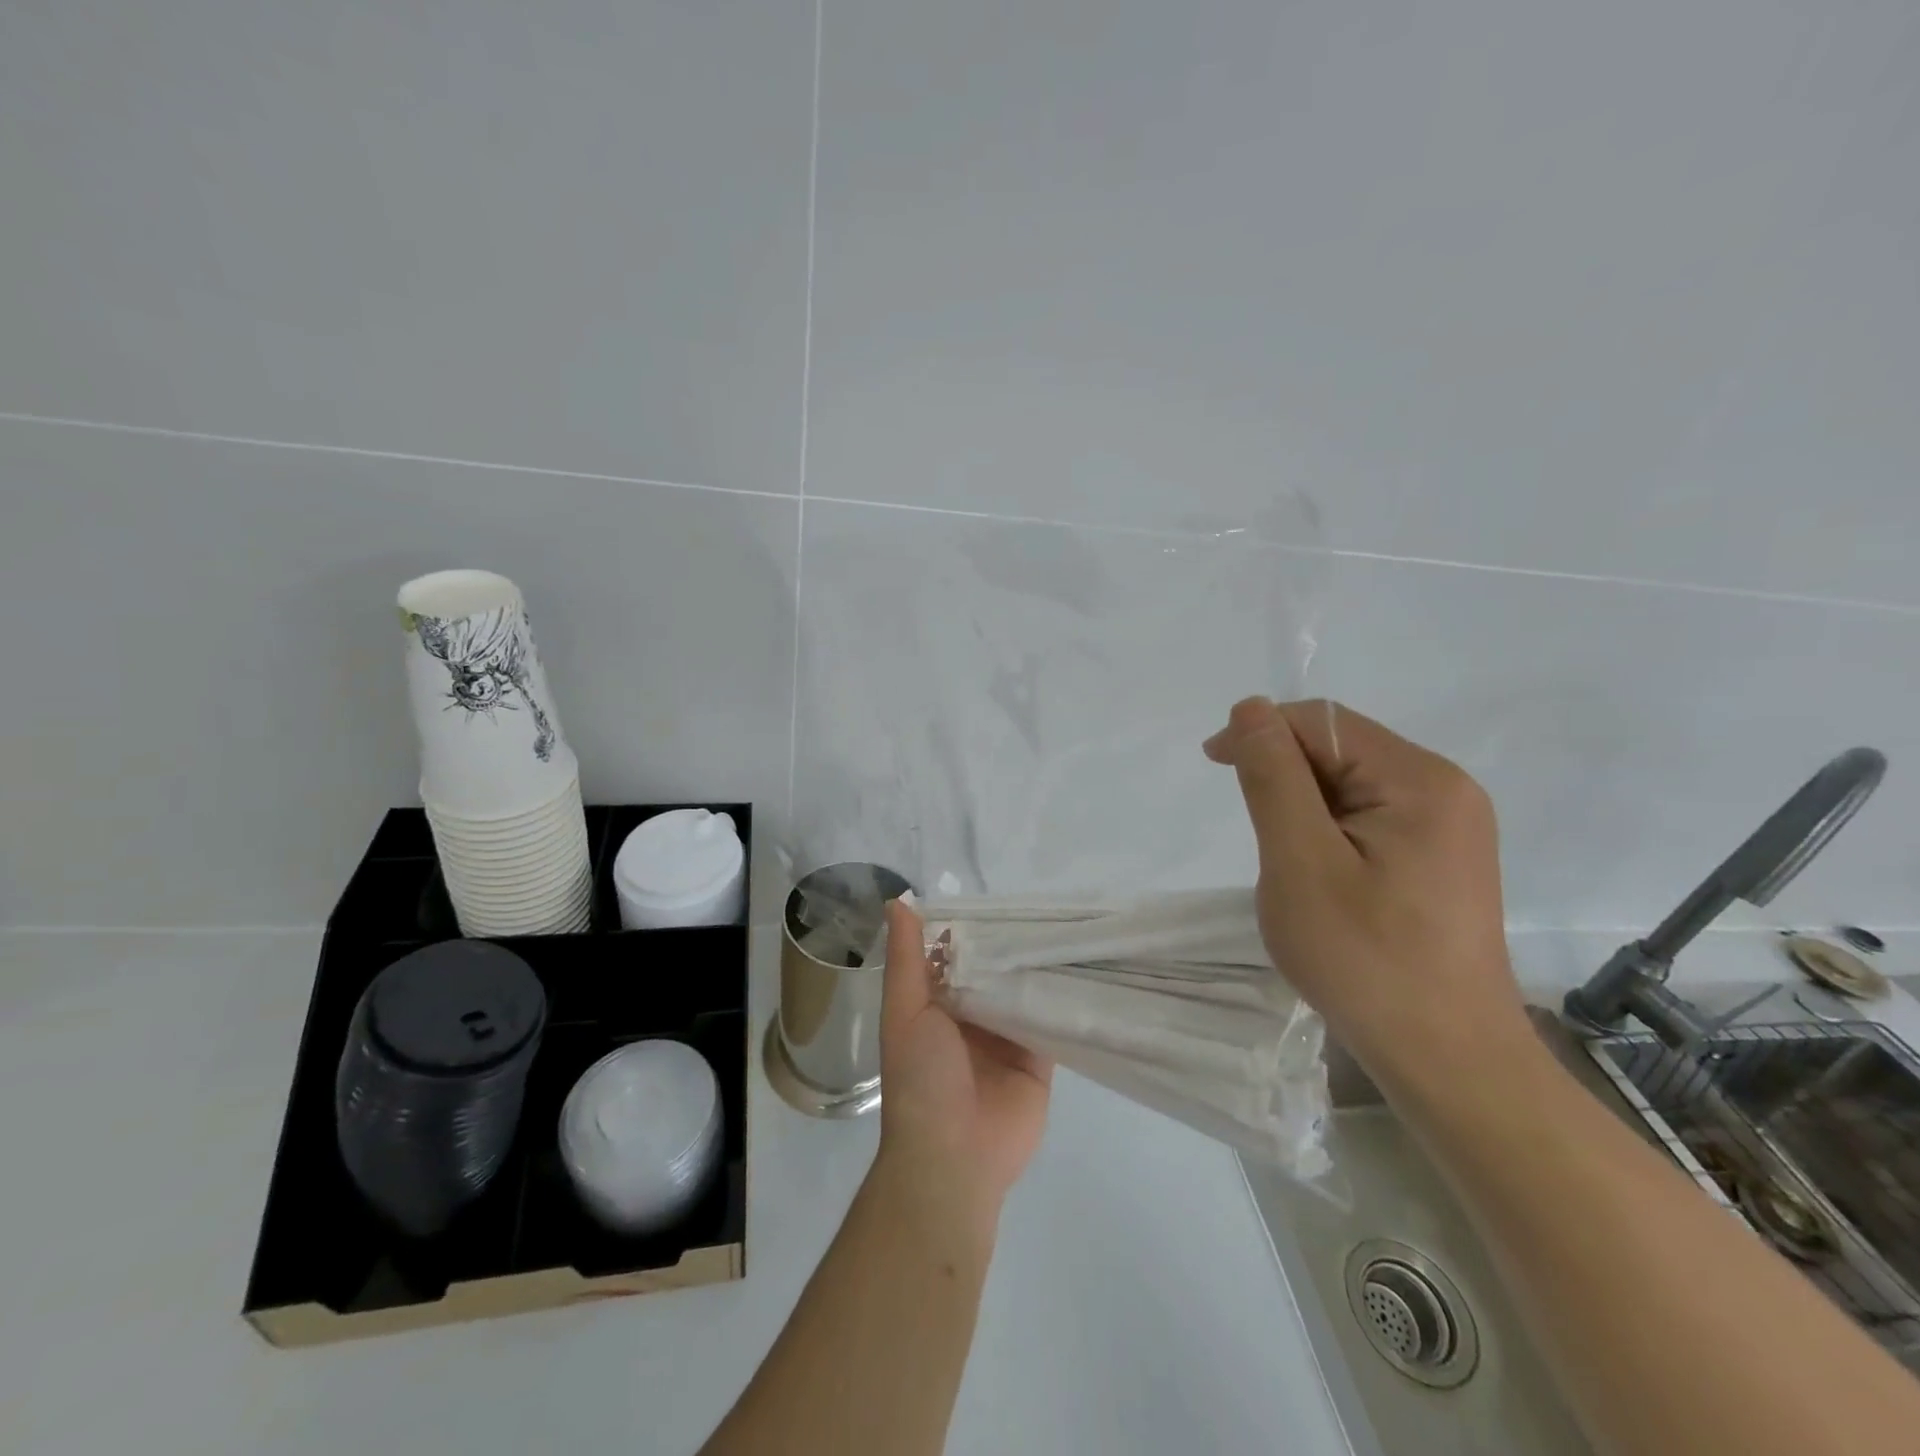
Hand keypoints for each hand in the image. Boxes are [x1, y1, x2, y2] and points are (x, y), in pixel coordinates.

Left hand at [875, 900, 1052, 1228]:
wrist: (953, 1157)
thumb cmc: (920, 1079)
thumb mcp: (905, 1010)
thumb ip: (906, 957)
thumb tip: (897, 900)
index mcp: (936, 1004)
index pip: (955, 954)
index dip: (970, 926)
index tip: (995, 893)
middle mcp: (972, 1015)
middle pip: (994, 969)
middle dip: (1010, 942)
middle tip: (1042, 903)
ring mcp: (1006, 1036)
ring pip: (1024, 989)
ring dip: (1038, 964)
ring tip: (1067, 922)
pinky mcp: (1039, 1057)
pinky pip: (1051, 1018)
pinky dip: (1061, 996)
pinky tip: (1082, 964)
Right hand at [1203, 697, 1532, 1095]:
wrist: (1447, 1060)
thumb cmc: (1364, 959)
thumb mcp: (1300, 862)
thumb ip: (1273, 777)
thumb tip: (1251, 709)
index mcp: (1419, 779)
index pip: (1323, 723)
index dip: (1261, 733)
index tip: (1214, 767)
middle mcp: (1445, 789)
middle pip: (1341, 750)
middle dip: (1285, 778)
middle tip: (1261, 842)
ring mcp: (1450, 825)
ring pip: (1350, 785)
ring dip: (1303, 809)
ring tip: (1291, 868)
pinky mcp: (1441, 857)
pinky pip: (1369, 817)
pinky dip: (1328, 833)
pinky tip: (1323, 878)